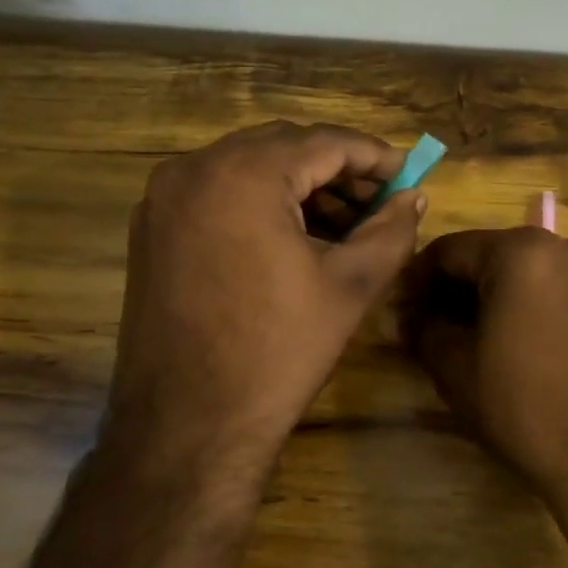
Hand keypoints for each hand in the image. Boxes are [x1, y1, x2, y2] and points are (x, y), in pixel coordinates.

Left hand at [107, 122, 424, 472]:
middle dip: (337, 170)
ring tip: (345, 225)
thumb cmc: (277, 352)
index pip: (324, 142)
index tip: (409, 173)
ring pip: (248, 169)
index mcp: (243, 174)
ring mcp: (164, 199)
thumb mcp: (350, 287)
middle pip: (283, 147)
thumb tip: (415, 197)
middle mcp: (194, 170)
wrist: (188, 426)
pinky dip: (259, 203)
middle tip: (380, 201)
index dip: (374, 156)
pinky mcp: (152, 230)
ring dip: (298, 186)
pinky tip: (293, 237)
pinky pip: (217, 194)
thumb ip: (391, 230)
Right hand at [400, 228, 567, 505]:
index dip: (417, 279)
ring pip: (528, 271)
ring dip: (494, 295)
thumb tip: (408, 316)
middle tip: (429, 324)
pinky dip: (531, 304)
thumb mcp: (456, 367)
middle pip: (492, 255)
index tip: (399, 308)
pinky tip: (518, 340)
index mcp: (520, 251)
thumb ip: (424, 329)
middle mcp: (564, 246)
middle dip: (456, 287)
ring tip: (472, 335)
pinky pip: (560, 288)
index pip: (450, 250)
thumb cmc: (524, 405)